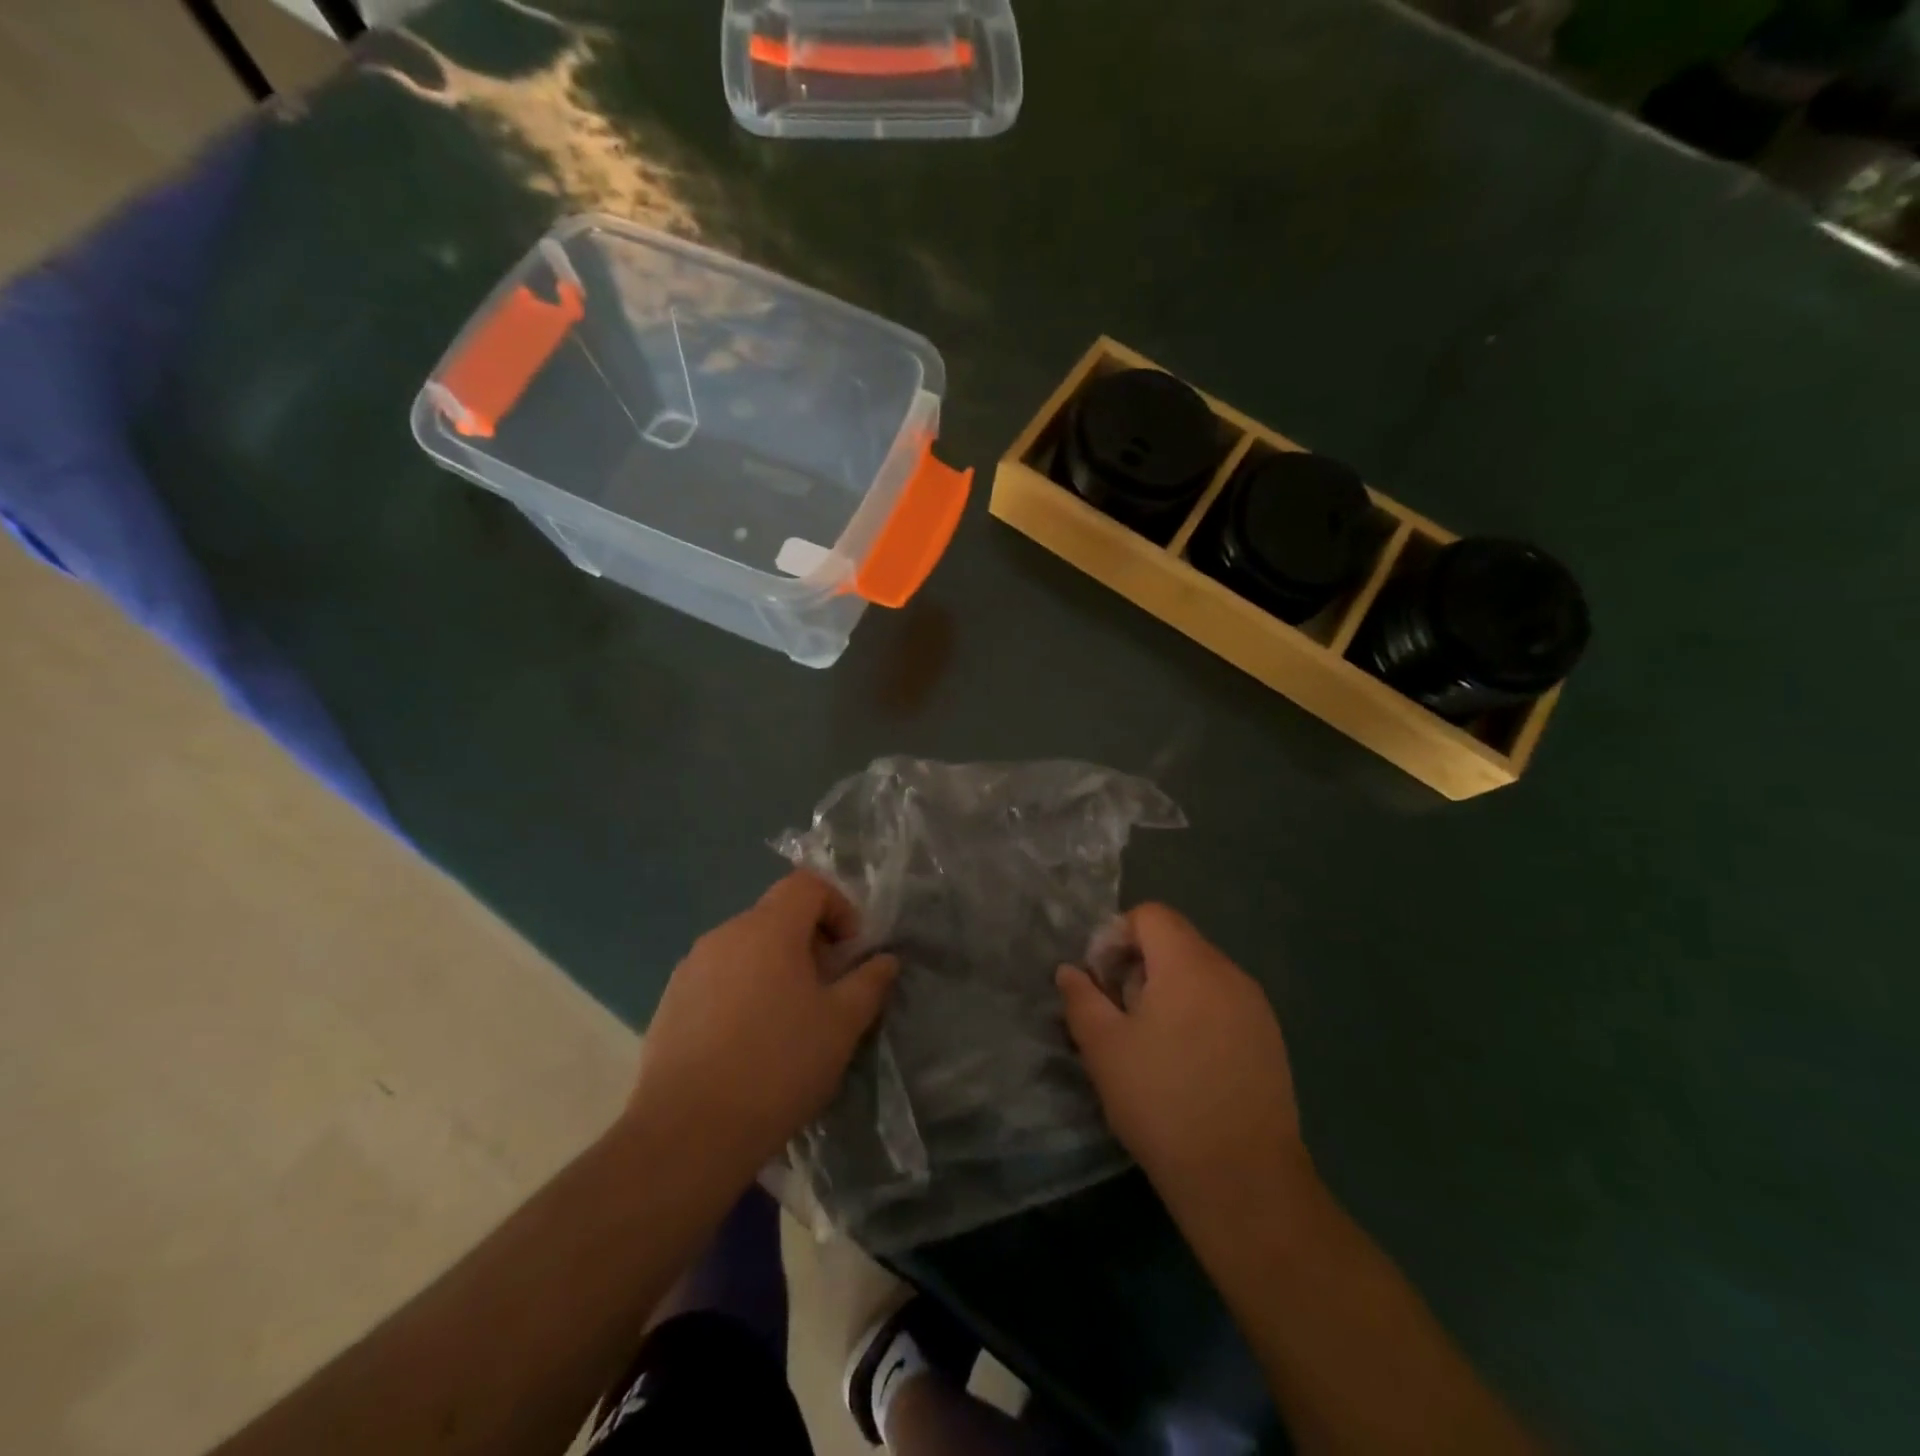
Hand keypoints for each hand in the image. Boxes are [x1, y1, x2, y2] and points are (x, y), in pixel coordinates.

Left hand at [626, 871, 897, 1186]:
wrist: (687, 1133)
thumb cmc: (778, 1066)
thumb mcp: (842, 1025)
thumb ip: (869, 983)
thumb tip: (884, 960)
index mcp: (768, 929)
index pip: (806, 885)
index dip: (838, 907)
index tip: (848, 953)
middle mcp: (724, 934)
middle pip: (776, 915)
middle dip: (810, 942)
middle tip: (826, 990)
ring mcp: (691, 968)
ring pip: (746, 948)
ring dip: (776, 967)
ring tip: (788, 1021)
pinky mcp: (670, 1002)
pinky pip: (718, 978)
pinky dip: (743, 991)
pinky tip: (748, 1043)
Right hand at [1059, 904, 1310, 1218]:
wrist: (1243, 1180)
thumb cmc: (1162, 1103)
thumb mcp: (1103, 1048)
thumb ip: (1081, 999)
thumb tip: (1070, 971)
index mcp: (1189, 964)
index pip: (1151, 915)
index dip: (1117, 935)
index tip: (1101, 980)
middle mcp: (1229, 973)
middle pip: (1177, 941)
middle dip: (1139, 964)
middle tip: (1119, 1013)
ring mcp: (1256, 1006)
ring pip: (1201, 973)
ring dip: (1168, 989)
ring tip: (1150, 1042)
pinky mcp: (1270, 1039)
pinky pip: (1224, 1002)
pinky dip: (1197, 1012)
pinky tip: (1186, 1064)